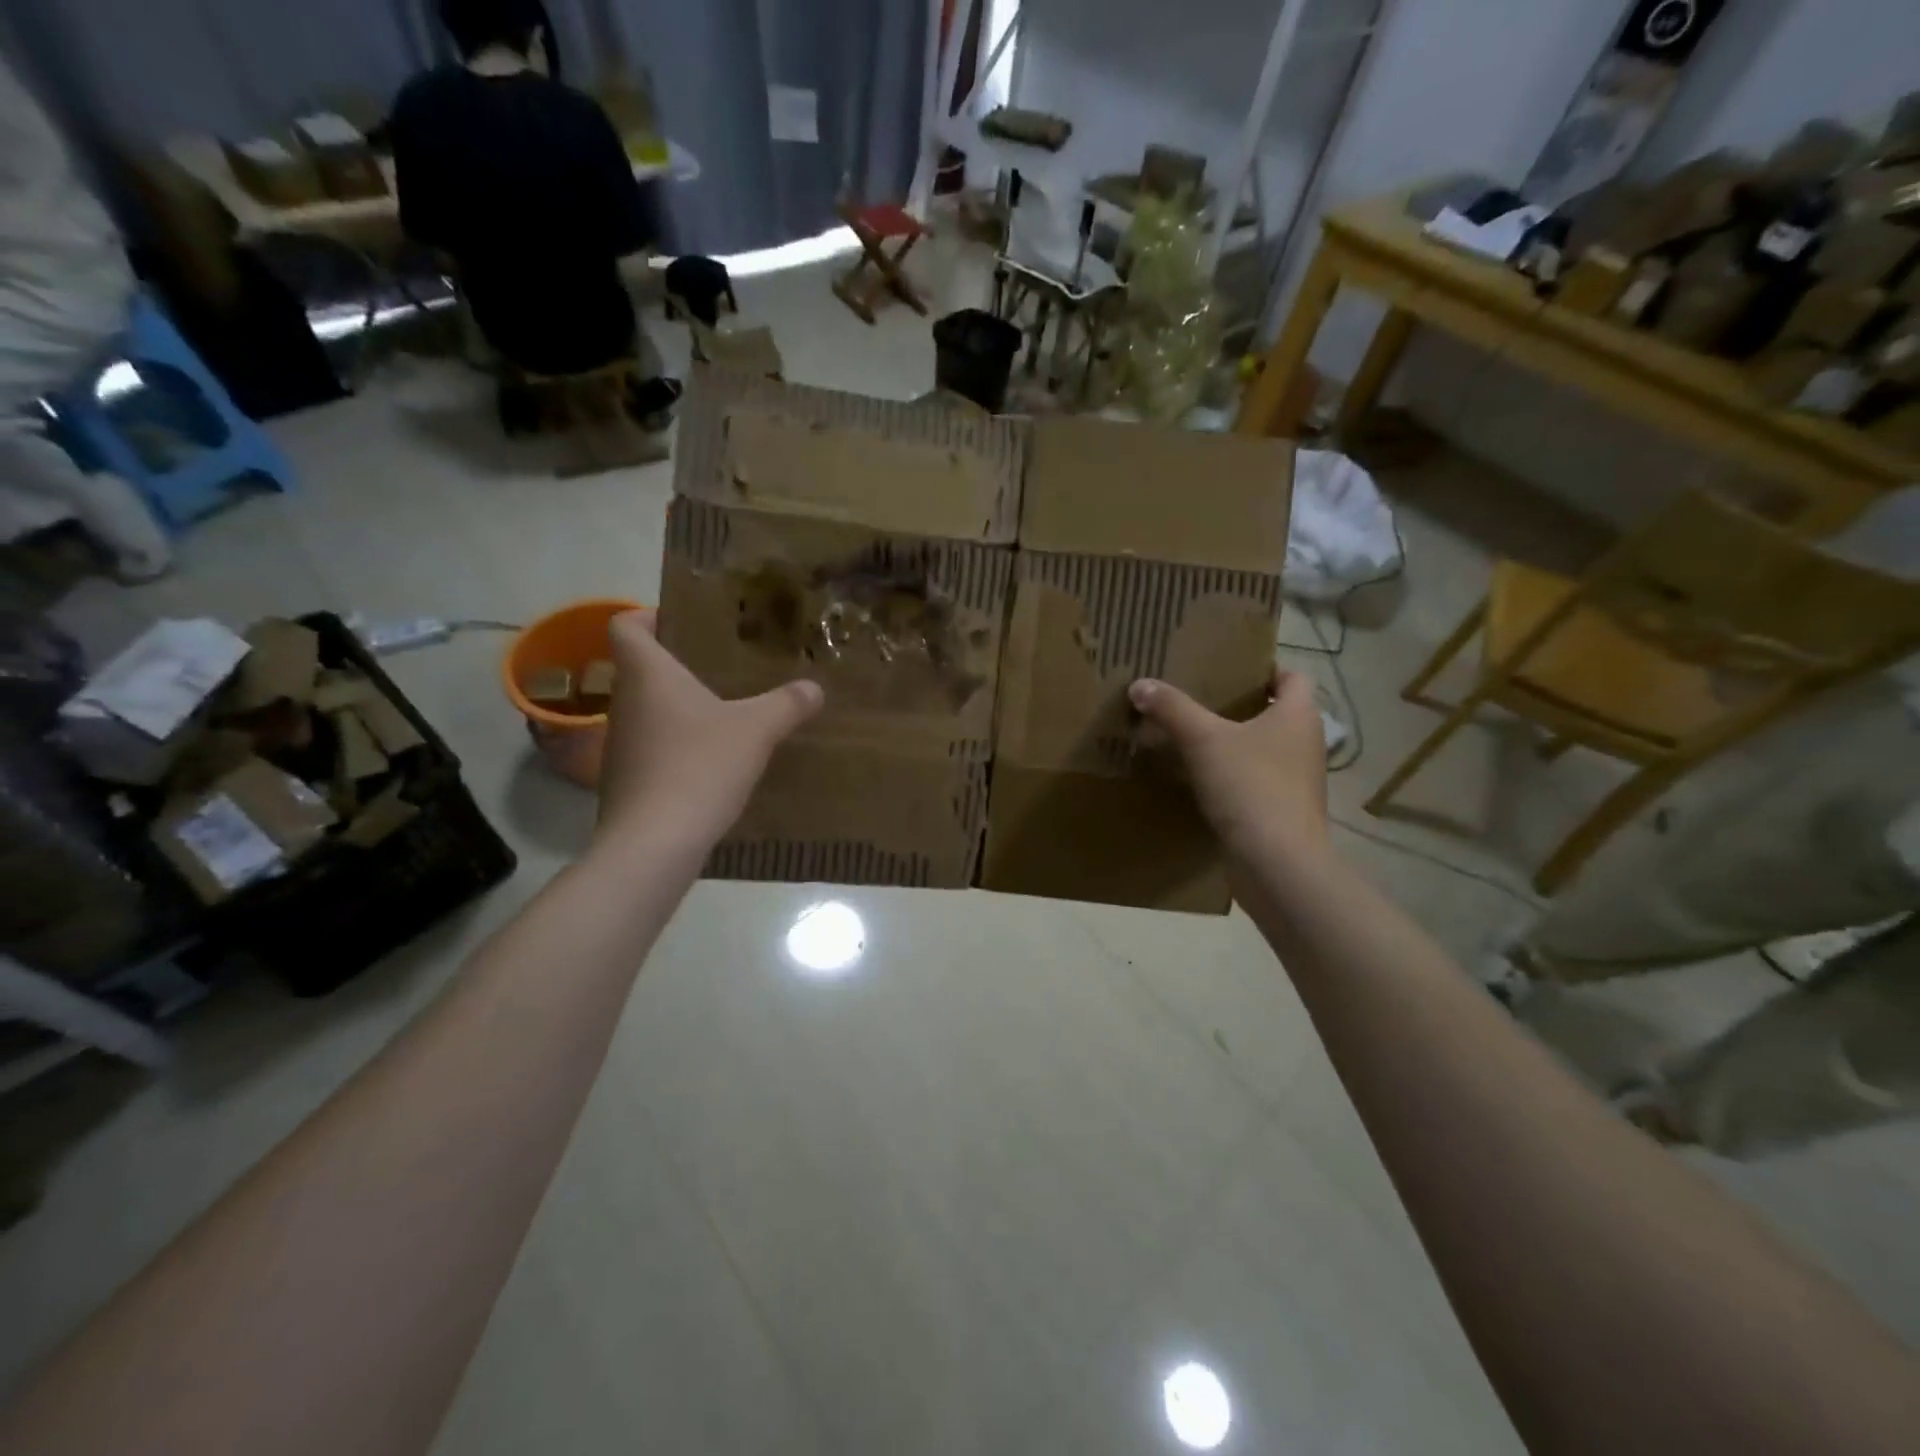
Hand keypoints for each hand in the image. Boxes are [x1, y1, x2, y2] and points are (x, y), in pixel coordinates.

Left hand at [597, 609, 822, 850]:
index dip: (647, 616)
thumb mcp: (756, 730)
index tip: (680, 623)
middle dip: (677, 665)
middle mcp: (625, 702)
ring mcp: (620, 745)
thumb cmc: (700, 766)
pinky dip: (676, 746)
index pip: (625, 626)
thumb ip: (787, 704)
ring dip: (678, 708)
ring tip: (722, 713)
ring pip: (647, 711)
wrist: (655, 843)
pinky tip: (711, 763)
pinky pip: (652, 748)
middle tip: (720, 667)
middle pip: (639, 669)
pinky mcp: (626, 781)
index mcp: (647, 674)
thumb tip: (814, 688)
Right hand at [1129, 668, 1327, 861]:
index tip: (1227, 669)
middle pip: (1276, 712)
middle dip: (1240, 705)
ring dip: (1234, 742)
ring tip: (1192, 737)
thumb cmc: (1250, 787)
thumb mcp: (1203, 740)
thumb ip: (1172, 709)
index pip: (1291, 676)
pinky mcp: (1283, 810)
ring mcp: (1297, 780)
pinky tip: (1200, 779)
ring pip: (1264, 748)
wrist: (1277, 863)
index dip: (1263, 668)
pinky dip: (1233, 775)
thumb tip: (1140, 684)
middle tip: (1198, 698)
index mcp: (1299, 715)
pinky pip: (1256, 780)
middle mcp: (1305, 743)